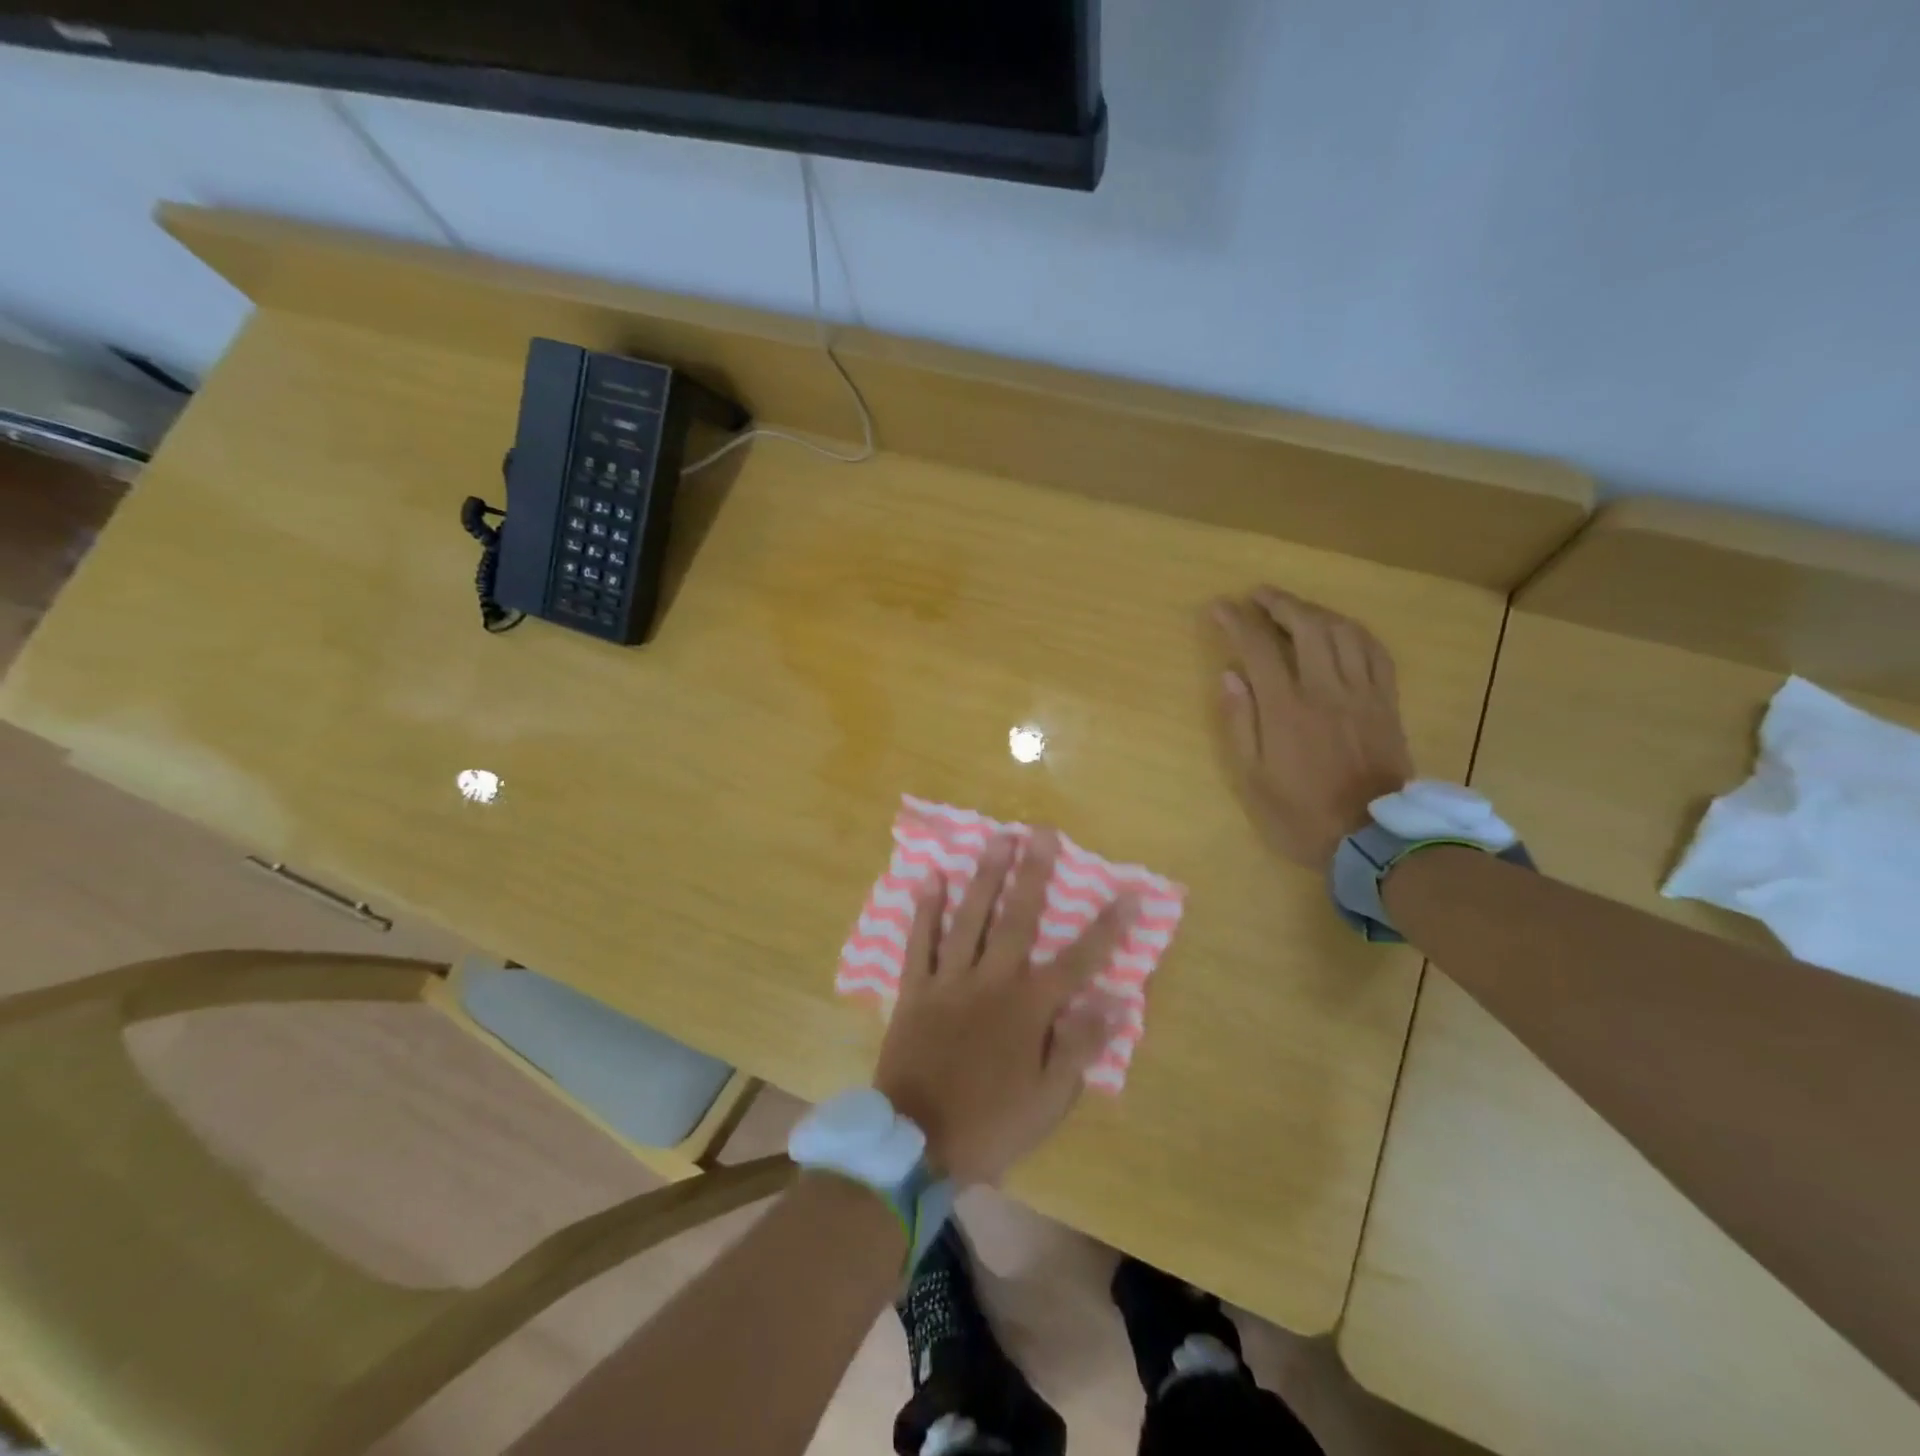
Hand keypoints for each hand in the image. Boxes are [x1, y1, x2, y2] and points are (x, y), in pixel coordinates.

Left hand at [873, 829, 1130, 1187]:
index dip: (1108, 927)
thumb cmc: (991, 1125)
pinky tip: (932, 877)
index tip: (1130, 892)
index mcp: (1030, 1009)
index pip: (1079, 960)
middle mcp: (992, 981)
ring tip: (997, 838)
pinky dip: (925, 909)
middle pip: (1018, 918)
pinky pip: (920, 942)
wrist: (916, 1144)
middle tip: (1042, 832)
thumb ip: (1080, 1046)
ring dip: (985, 875)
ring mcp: (950, 980)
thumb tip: (1116, 1001)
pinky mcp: (915, 989)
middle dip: (1034, 874)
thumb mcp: (1049, 1100)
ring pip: (970, 918)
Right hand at [1211, 586, 1414, 870]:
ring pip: (1343, 632)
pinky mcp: (1386, 703)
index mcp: (1287, 709)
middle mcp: (1326, 690)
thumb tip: (1230, 675)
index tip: (1219, 608)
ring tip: (1295, 607)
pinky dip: (1355, 631)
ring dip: (1316, 611)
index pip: (1259, 648)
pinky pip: (1376, 652)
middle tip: (1258, 595)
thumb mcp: (1253, 779)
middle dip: (1279, 603)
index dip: (1237, 622)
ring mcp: (1362, 694)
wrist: (1373, 839)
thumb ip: (1240, 723)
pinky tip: (1341, 629)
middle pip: (1306, 627)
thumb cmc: (1301, 814)